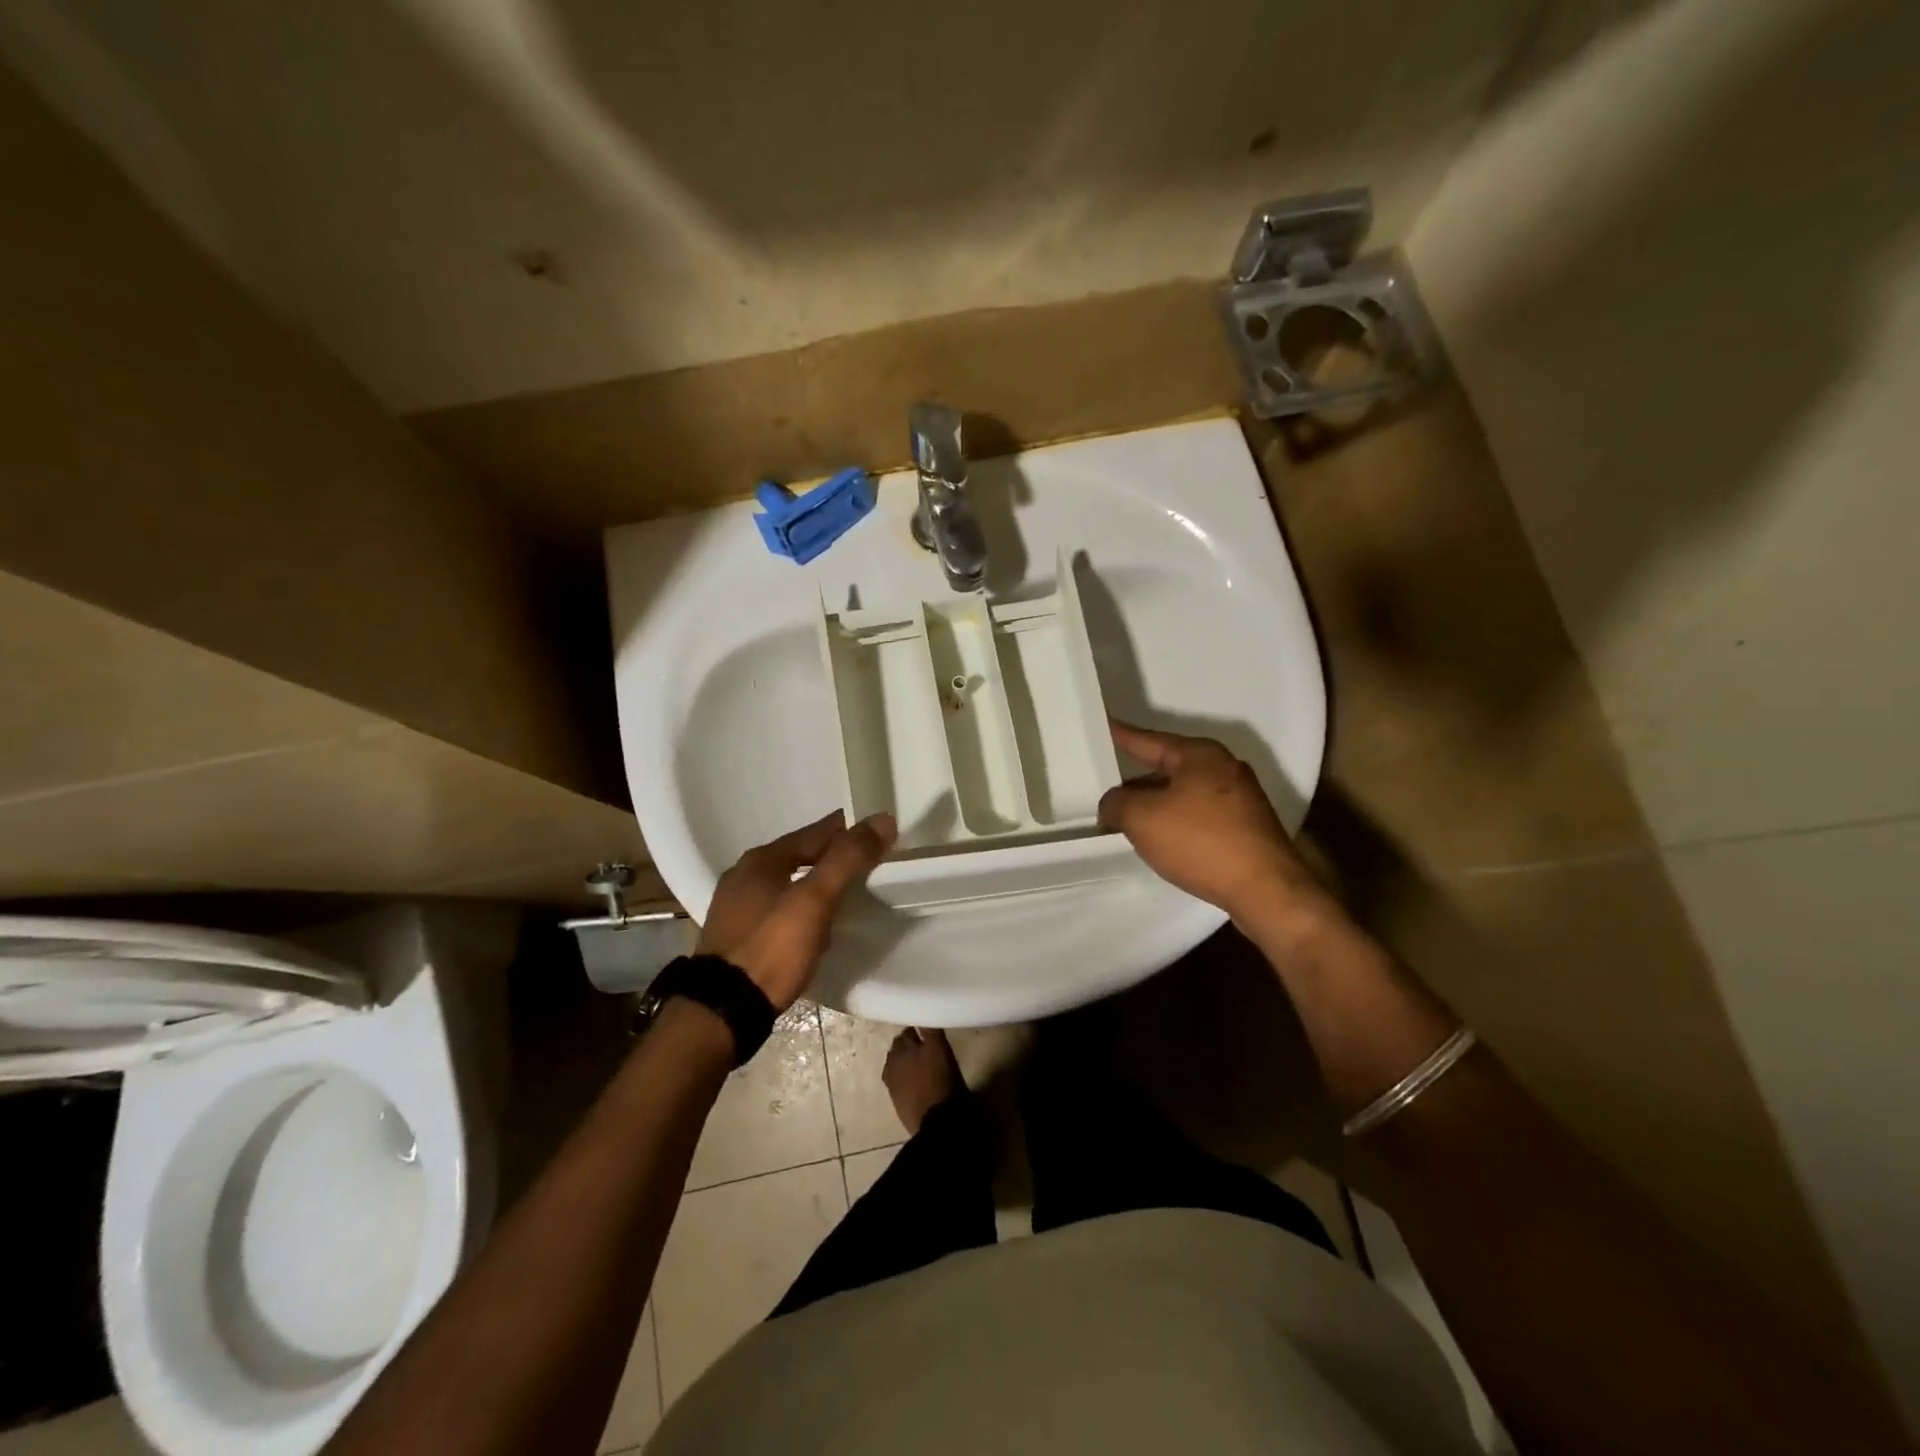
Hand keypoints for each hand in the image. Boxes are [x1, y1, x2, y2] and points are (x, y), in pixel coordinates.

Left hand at [698, 810, 896, 1010]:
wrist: (723, 1011)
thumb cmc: (772, 947)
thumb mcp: (816, 899)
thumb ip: (848, 858)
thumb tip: (882, 819)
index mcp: (761, 860)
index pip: (814, 833)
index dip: (846, 830)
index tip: (874, 832)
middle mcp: (743, 877)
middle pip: (797, 857)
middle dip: (829, 857)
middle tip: (863, 863)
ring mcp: (735, 909)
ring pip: (786, 884)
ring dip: (813, 885)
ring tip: (843, 894)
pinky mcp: (736, 939)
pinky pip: (777, 911)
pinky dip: (799, 910)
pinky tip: (812, 926)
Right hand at [1098, 721, 1320, 924]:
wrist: (1265, 889)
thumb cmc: (1200, 842)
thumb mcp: (1142, 819)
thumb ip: (1116, 804)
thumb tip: (1113, 803)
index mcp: (1199, 755)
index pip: (1148, 740)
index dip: (1121, 735)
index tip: (1103, 724)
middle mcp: (1223, 767)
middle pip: (1167, 768)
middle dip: (1136, 782)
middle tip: (1105, 790)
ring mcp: (1240, 797)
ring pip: (1183, 794)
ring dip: (1156, 806)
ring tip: (1127, 821)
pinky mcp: (1247, 826)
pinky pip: (1200, 815)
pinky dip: (1176, 822)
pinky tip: (1162, 841)